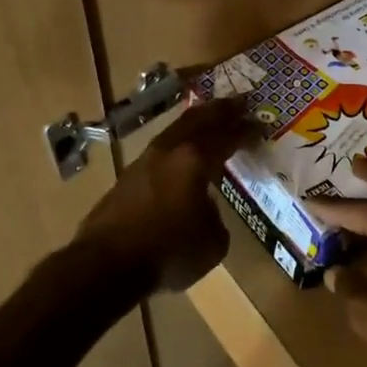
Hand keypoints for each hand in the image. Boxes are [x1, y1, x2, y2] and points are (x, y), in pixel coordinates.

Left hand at [73, 96, 253, 293]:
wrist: (105, 264)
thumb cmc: (168, 252)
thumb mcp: (212, 243)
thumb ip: (216, 217)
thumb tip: (206, 209)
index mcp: (194, 160)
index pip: (227, 136)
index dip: (246, 130)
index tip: (261, 125)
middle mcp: (169, 151)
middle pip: (198, 119)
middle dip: (221, 110)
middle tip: (239, 102)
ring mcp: (144, 161)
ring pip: (175, 130)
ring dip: (196, 123)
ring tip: (210, 121)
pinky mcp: (127, 177)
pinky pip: (160, 151)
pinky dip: (178, 145)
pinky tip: (181, 156)